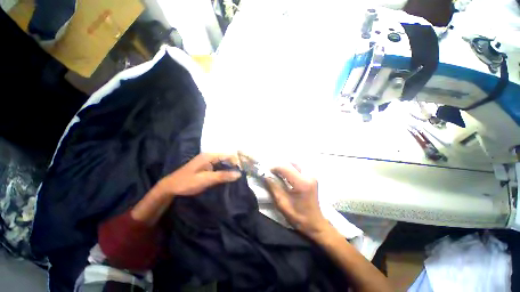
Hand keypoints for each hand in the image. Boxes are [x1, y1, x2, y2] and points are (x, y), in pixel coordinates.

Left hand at [158, 153, 241, 196]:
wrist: (171, 187)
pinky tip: (229, 175)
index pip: (228, 154)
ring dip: (230, 167)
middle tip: (241, 173)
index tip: (242, 170)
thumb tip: (239, 174)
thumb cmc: (188, 182)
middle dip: (235, 163)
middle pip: (227, 156)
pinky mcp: (207, 166)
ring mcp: (208, 160)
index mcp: (209, 156)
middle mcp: (210, 156)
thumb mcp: (206, 179)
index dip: (237, 161)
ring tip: (237, 174)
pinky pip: (220, 165)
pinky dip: (225, 169)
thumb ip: (223, 176)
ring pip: (224, 161)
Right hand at [266, 164, 331, 239]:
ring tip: (278, 175)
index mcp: (302, 183)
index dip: (274, 168)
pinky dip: (290, 170)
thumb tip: (266, 176)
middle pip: (291, 163)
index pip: (285, 168)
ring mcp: (312, 176)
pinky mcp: (312, 178)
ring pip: (295, 165)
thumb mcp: (282, 204)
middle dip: (280, 166)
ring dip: (285, 167)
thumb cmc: (298, 217)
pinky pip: (299, 169)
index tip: (267, 172)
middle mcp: (309, 176)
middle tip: (272, 173)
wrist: (315, 224)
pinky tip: (286, 177)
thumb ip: (273, 188)